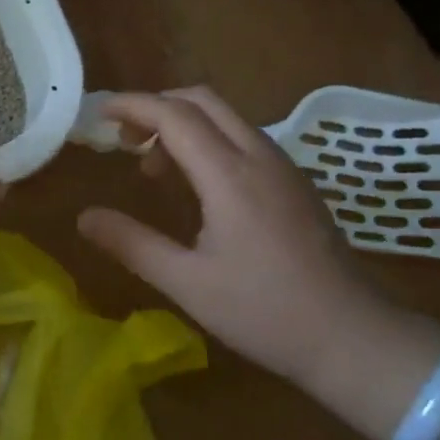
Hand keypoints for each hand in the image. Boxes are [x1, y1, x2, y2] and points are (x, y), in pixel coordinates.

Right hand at [77, 88, 386, 387]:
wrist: (355, 339)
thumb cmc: (266, 313)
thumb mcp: (188, 284)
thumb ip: (132, 244)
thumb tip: (84, 218)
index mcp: (229, 174)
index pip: (173, 114)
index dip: (132, 105)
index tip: (99, 114)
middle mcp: (258, 155)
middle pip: (201, 100)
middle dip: (156, 106)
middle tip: (125, 139)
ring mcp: (283, 165)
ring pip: (225, 116)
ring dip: (183, 123)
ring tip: (155, 165)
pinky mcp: (296, 181)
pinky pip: (243, 137)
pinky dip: (209, 139)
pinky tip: (199, 184)